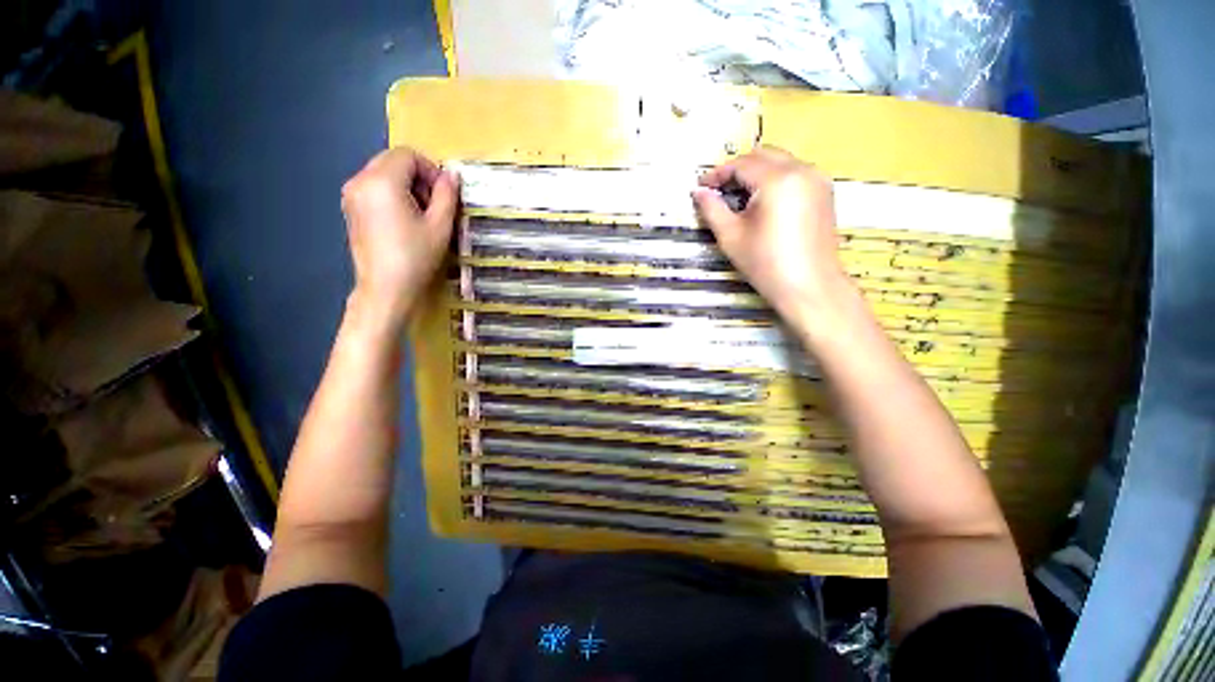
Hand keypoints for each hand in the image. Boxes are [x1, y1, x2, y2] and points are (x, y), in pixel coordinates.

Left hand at [341, 148, 458, 321]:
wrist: (386, 289)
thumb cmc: (416, 257)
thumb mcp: (440, 226)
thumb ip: (447, 195)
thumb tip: (452, 175)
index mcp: (381, 181)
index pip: (408, 155)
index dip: (431, 169)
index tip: (445, 195)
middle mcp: (360, 181)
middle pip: (393, 160)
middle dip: (418, 176)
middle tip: (435, 205)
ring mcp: (351, 195)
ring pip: (383, 173)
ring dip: (406, 186)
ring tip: (422, 215)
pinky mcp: (351, 209)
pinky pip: (374, 188)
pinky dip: (393, 195)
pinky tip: (405, 221)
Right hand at [692, 146, 846, 327]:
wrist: (809, 287)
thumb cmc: (766, 264)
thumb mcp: (731, 236)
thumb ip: (712, 209)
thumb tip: (699, 192)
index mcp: (778, 180)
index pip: (742, 164)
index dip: (717, 174)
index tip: (702, 187)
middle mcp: (802, 171)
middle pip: (763, 155)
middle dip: (737, 169)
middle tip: (718, 190)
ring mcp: (817, 180)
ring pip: (780, 161)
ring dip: (756, 173)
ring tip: (738, 198)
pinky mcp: (824, 192)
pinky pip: (794, 173)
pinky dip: (774, 180)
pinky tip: (762, 203)